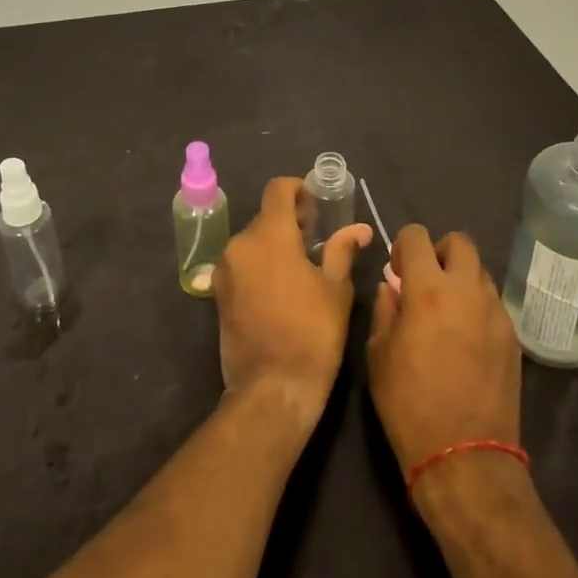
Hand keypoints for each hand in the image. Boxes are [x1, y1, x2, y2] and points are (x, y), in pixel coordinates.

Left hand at [214, 177, 372, 430]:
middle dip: (290, 221)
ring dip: (274, 244)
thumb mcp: (336, 290)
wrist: (272, 389)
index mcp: (269, 235)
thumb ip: (342, 250)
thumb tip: (359, 229)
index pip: (278, 190)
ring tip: (301, 265)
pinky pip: (242, 264)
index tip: (317, 204)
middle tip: (317, 238)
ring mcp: (225, 270)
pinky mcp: (218, 294)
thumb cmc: (312, 334)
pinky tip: (281, 287)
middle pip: (265, 217)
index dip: (298, 189)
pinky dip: (260, 264)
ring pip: (252, 241)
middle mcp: (240, 244)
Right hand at [366, 225, 521, 472]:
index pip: (417, 236)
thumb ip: (385, 310)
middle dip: (439, 252)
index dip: (402, 246)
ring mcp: (496, 313)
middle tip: (425, 282)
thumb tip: (391, 287)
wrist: (465, 457)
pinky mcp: (513, 337)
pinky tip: (465, 339)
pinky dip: (476, 306)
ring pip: (479, 272)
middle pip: (460, 242)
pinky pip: (493, 304)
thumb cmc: (409, 404)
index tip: (397, 271)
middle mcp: (467, 290)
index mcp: (428, 289)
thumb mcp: (379, 355)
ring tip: (446, 312)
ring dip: (460, 279)